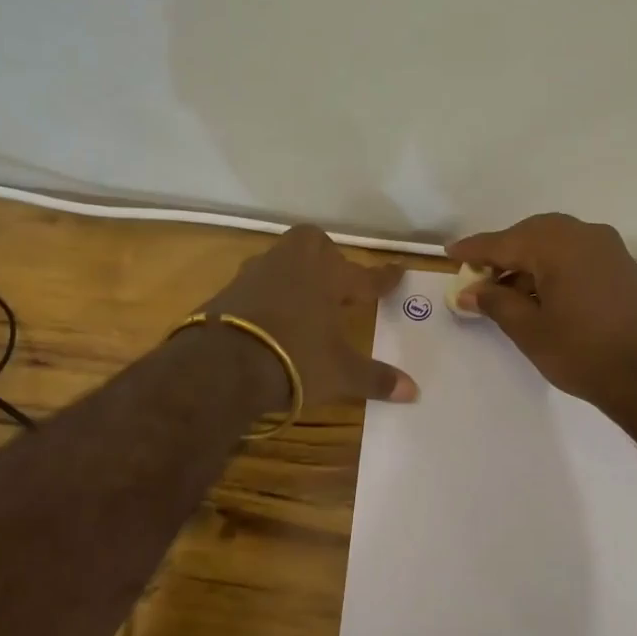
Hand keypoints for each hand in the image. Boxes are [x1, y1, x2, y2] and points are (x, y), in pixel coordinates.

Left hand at [200, 226, 418, 408]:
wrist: (222, 364)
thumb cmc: (294, 360)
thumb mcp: (340, 374)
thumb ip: (375, 379)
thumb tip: (414, 392)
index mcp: (328, 278)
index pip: (365, 276)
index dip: (383, 277)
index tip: (398, 270)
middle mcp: (293, 265)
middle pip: (314, 243)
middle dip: (327, 256)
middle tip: (335, 280)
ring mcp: (257, 274)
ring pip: (281, 258)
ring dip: (294, 272)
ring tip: (302, 297)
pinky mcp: (229, 290)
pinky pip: (256, 282)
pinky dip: (266, 293)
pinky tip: (268, 315)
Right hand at [447, 213, 636, 413]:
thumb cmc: (586, 352)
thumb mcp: (530, 331)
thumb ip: (496, 303)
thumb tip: (471, 291)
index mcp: (556, 243)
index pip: (503, 241)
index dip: (473, 250)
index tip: (449, 253)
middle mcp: (584, 234)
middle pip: (531, 235)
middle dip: (503, 254)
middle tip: (478, 276)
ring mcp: (609, 248)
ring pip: (556, 244)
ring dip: (529, 262)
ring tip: (507, 292)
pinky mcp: (624, 266)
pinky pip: (577, 255)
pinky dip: (554, 268)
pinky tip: (543, 294)